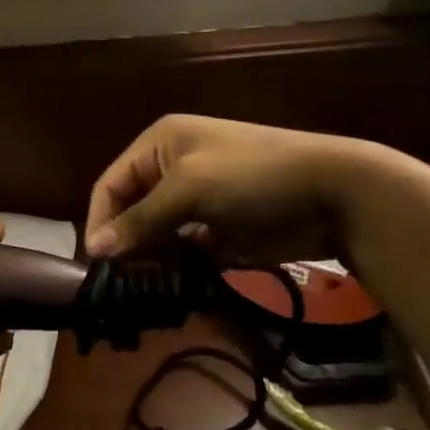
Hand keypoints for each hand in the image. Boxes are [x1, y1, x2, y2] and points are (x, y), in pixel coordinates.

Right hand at [84, 115, 387, 263]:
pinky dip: (177, 266)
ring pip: (155, 234)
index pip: (111, 184)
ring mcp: (197, 201)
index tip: (96, 262)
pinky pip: (183, 251)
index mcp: (158, 144)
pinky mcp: (218, 229)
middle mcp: (171, 169)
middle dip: (126, 242)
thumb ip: (140, 220)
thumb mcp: (189, 190)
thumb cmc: (251, 176)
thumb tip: (94, 249)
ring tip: (146, 284)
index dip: (100, 220)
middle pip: (131, 210)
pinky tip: (174, 283)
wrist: (334, 193)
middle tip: (121, 279)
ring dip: (150, 258)